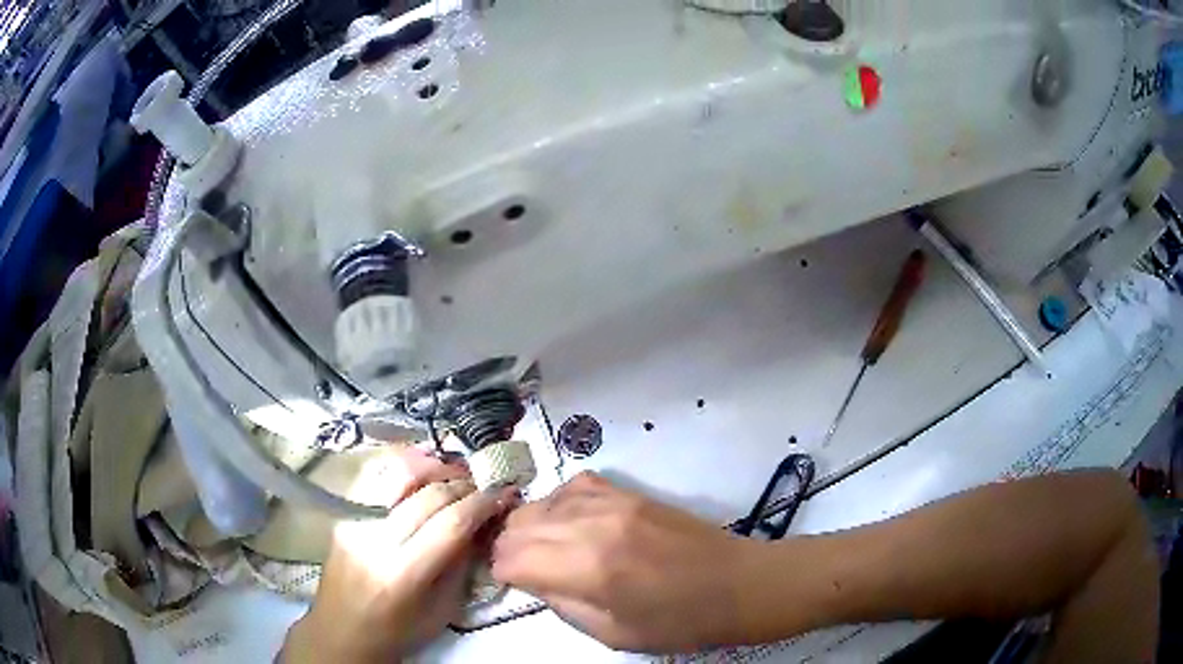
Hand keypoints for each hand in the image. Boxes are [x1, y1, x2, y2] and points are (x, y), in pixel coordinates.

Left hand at [281, 447, 516, 661]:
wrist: (342, 630)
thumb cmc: (398, 630)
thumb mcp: (443, 609)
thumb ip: (462, 563)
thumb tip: (483, 523)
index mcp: (403, 573)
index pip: (451, 522)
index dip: (482, 502)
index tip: (504, 493)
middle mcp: (375, 538)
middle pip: (428, 494)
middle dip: (463, 484)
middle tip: (484, 485)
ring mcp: (354, 520)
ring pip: (397, 472)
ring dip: (432, 466)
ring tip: (453, 473)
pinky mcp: (343, 512)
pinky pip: (375, 475)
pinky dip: (402, 465)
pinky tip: (421, 470)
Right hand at [491, 472, 762, 652]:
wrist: (736, 585)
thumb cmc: (678, 623)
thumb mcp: (611, 633)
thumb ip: (561, 604)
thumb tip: (530, 580)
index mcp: (587, 569)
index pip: (511, 556)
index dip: (501, 572)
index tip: (510, 584)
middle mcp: (592, 525)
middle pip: (519, 524)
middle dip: (510, 548)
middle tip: (524, 570)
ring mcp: (612, 501)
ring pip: (541, 501)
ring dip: (531, 526)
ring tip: (545, 549)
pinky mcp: (629, 492)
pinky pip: (575, 484)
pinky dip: (560, 504)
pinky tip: (571, 523)